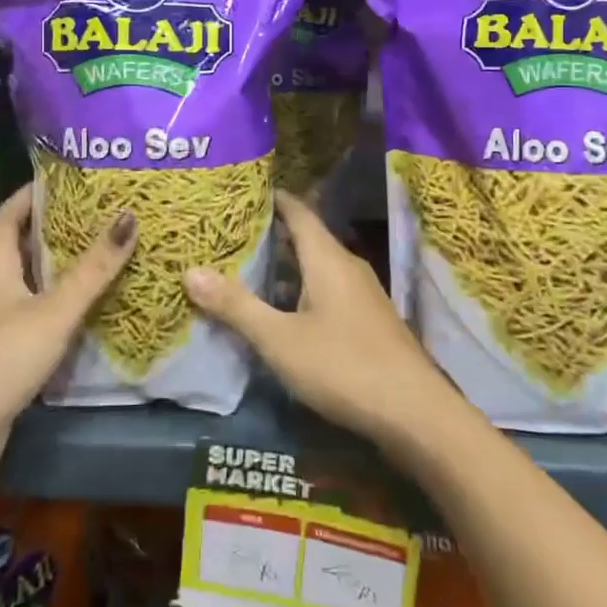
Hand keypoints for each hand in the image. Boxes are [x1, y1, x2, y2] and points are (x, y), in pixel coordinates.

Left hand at [0, 186, 136, 474]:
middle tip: (96, 211)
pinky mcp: (7, 348)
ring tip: (100, 248)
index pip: (8, 215)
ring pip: (31, 278)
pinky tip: (88, 302)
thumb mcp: (54, 310)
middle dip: (54, 225)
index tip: (64, 178)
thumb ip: (93, 269)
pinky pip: (37, 308)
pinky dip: (60, 298)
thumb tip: (129, 217)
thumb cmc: (3, 358)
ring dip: (60, 263)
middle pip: (21, 244)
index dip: (31, 193)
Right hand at [184, 191, 460, 454]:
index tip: (238, 192)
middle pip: (305, 238)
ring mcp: (362, 295)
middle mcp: (347, 266)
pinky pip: (327, 291)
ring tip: (244, 269)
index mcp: (327, 258)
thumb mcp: (280, 339)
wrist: (416, 415)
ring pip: (316, 267)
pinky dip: (300, 291)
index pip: (296, 211)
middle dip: (269, 234)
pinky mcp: (368, 322)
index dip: (270, 198)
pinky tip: (280, 312)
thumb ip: (236, 306)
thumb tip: (190, 271)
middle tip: (227, 234)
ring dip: (284, 266)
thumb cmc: (344, 366)